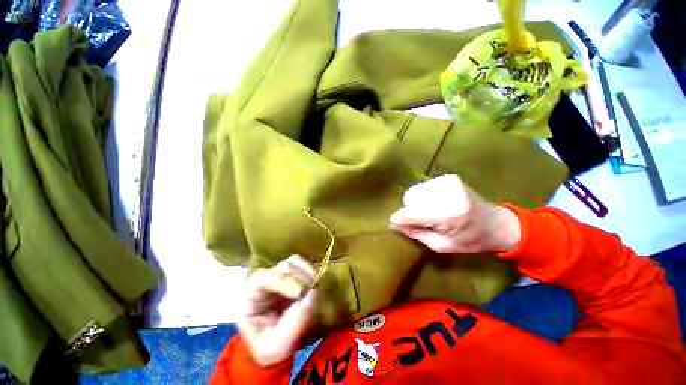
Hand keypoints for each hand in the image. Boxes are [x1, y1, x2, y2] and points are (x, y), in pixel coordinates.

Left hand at [239, 255, 318, 366]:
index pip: (264, 278)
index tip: (300, 293)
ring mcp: (278, 275)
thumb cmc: (268, 347)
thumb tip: (313, 293)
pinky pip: (302, 265)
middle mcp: (263, 281)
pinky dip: (310, 271)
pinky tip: (314, 283)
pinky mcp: (292, 275)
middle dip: (299, 278)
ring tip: (314, 287)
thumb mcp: (277, 345)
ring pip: (294, 261)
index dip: (283, 281)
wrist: (271, 347)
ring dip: (307, 272)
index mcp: (250, 297)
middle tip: (312, 293)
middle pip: (282, 266)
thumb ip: (294, 323)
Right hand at [389, 175, 520, 253]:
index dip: (399, 218)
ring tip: (430, 212)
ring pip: (414, 191)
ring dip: (416, 203)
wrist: (496, 224)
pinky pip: (423, 187)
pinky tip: (436, 204)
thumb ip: (415, 233)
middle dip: (409, 210)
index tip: (394, 223)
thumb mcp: (440, 245)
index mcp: (448, 215)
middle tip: (421, 220)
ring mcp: (448, 182)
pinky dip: (424, 196)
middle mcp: (447, 193)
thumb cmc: (470, 240)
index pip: (411, 213)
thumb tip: (393, 223)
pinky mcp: (448, 178)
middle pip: (410, 197)